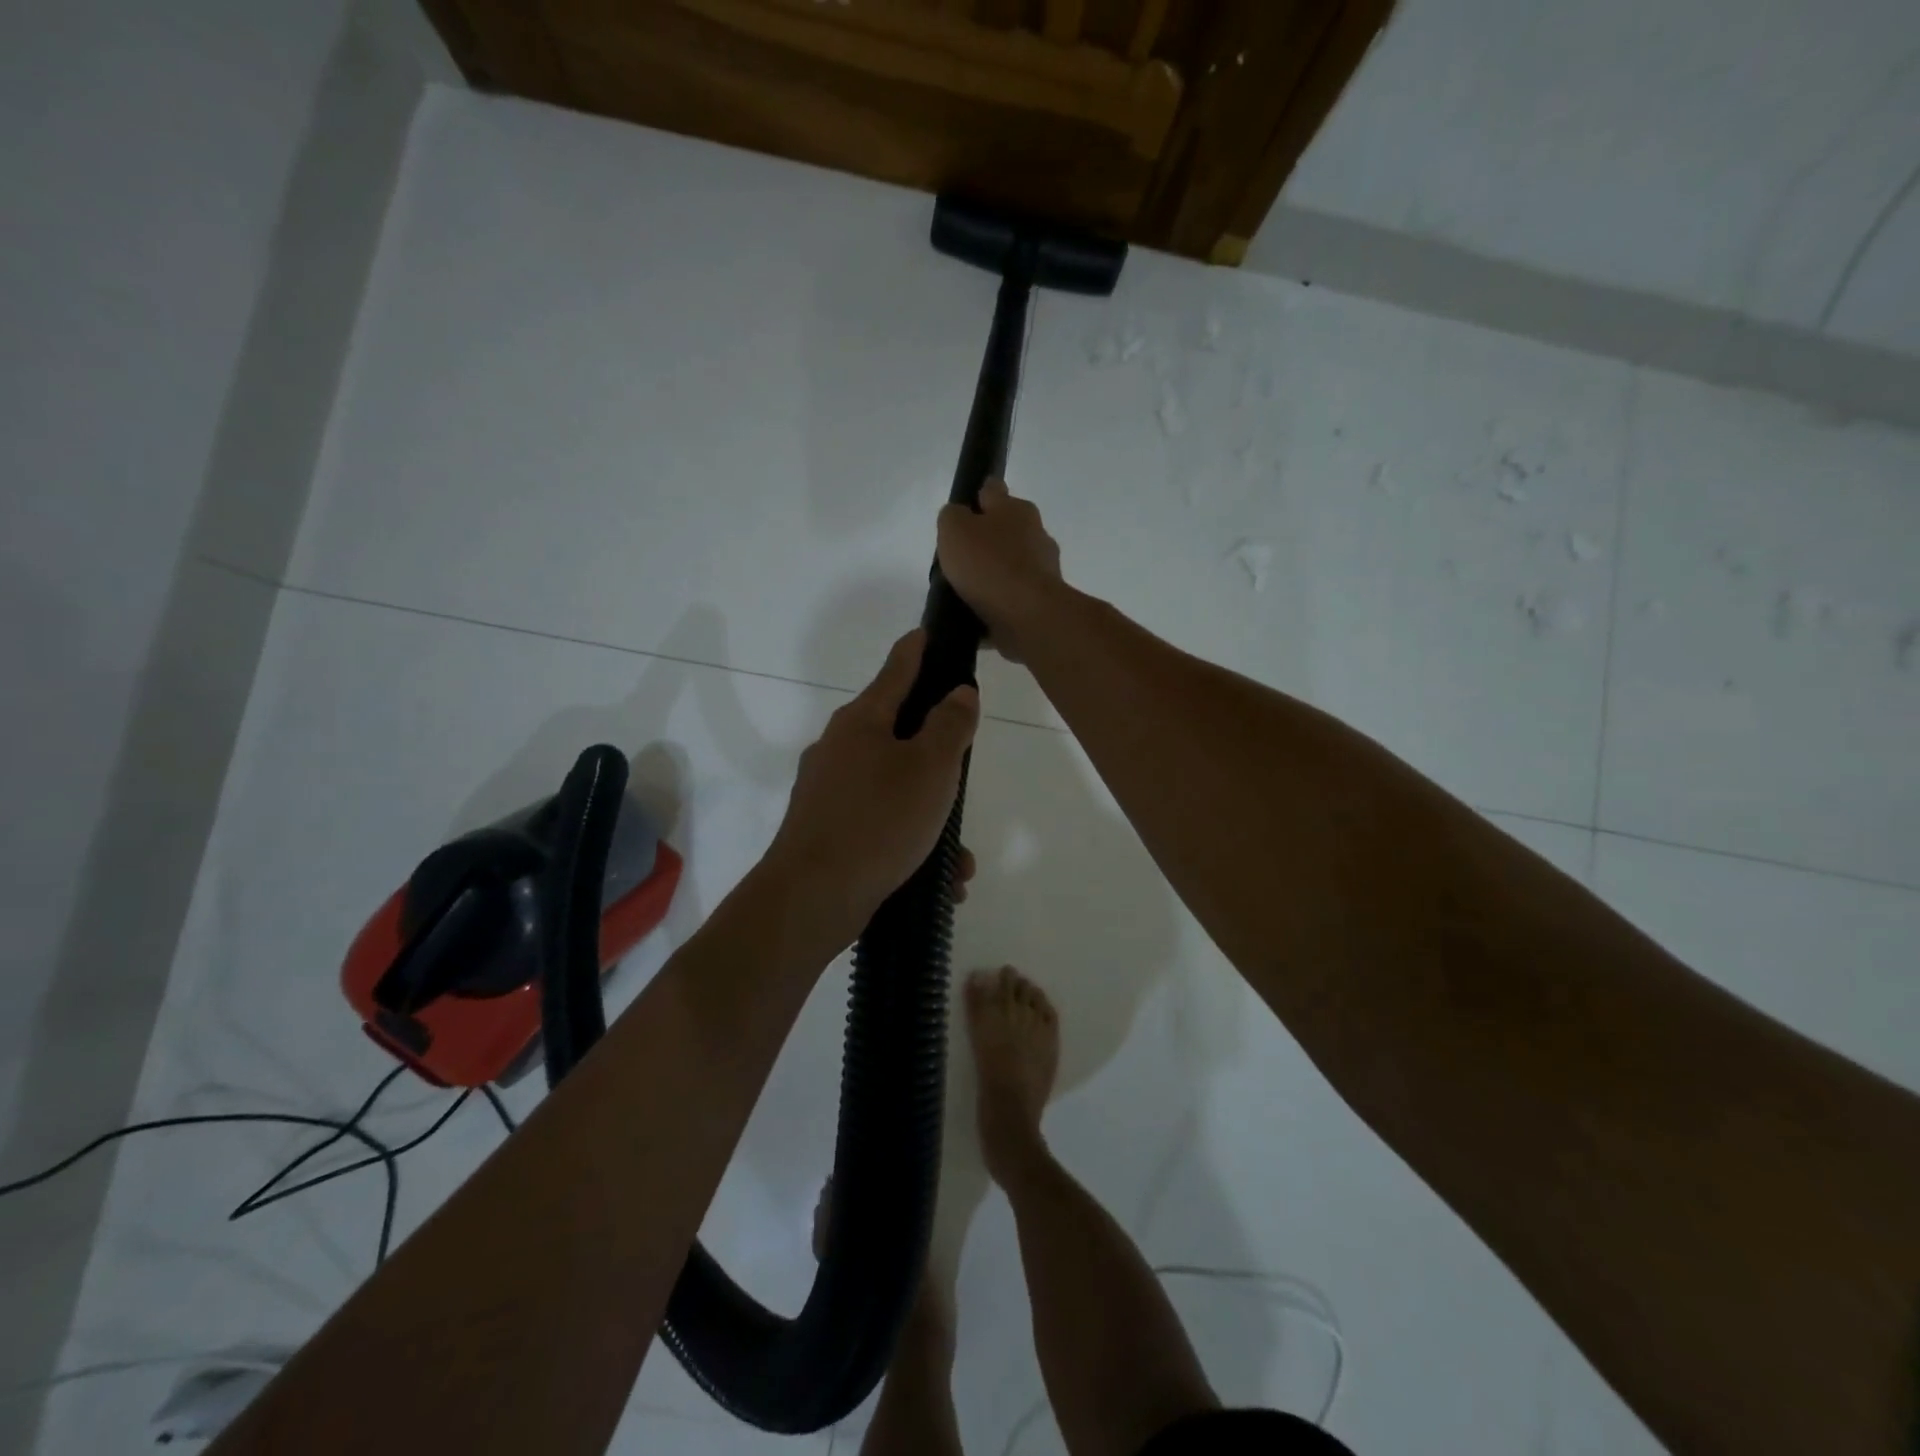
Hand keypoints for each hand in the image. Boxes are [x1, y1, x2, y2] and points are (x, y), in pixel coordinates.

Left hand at [767, 630, 979, 934]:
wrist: (811, 897)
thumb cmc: (879, 820)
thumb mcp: (930, 768)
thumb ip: (950, 725)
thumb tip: (959, 693)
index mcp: (861, 721)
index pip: (896, 670)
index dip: (915, 650)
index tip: (925, 633)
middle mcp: (838, 748)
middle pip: (895, 732)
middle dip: (934, 752)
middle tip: (962, 766)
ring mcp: (827, 790)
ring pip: (891, 788)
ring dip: (929, 815)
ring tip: (959, 857)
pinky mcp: (825, 830)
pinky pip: (878, 824)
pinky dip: (908, 843)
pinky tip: (937, 880)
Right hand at [937, 479, 1066, 662]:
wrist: (1027, 615)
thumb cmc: (989, 564)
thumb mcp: (954, 529)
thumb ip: (952, 517)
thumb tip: (959, 518)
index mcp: (1016, 509)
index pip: (992, 491)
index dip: (976, 496)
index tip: (963, 510)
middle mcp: (1036, 533)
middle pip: (1006, 529)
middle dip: (987, 539)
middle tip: (960, 556)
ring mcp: (1043, 569)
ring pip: (1012, 564)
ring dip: (995, 573)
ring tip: (967, 590)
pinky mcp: (1042, 600)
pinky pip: (1015, 595)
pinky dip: (1000, 601)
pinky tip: (981, 612)